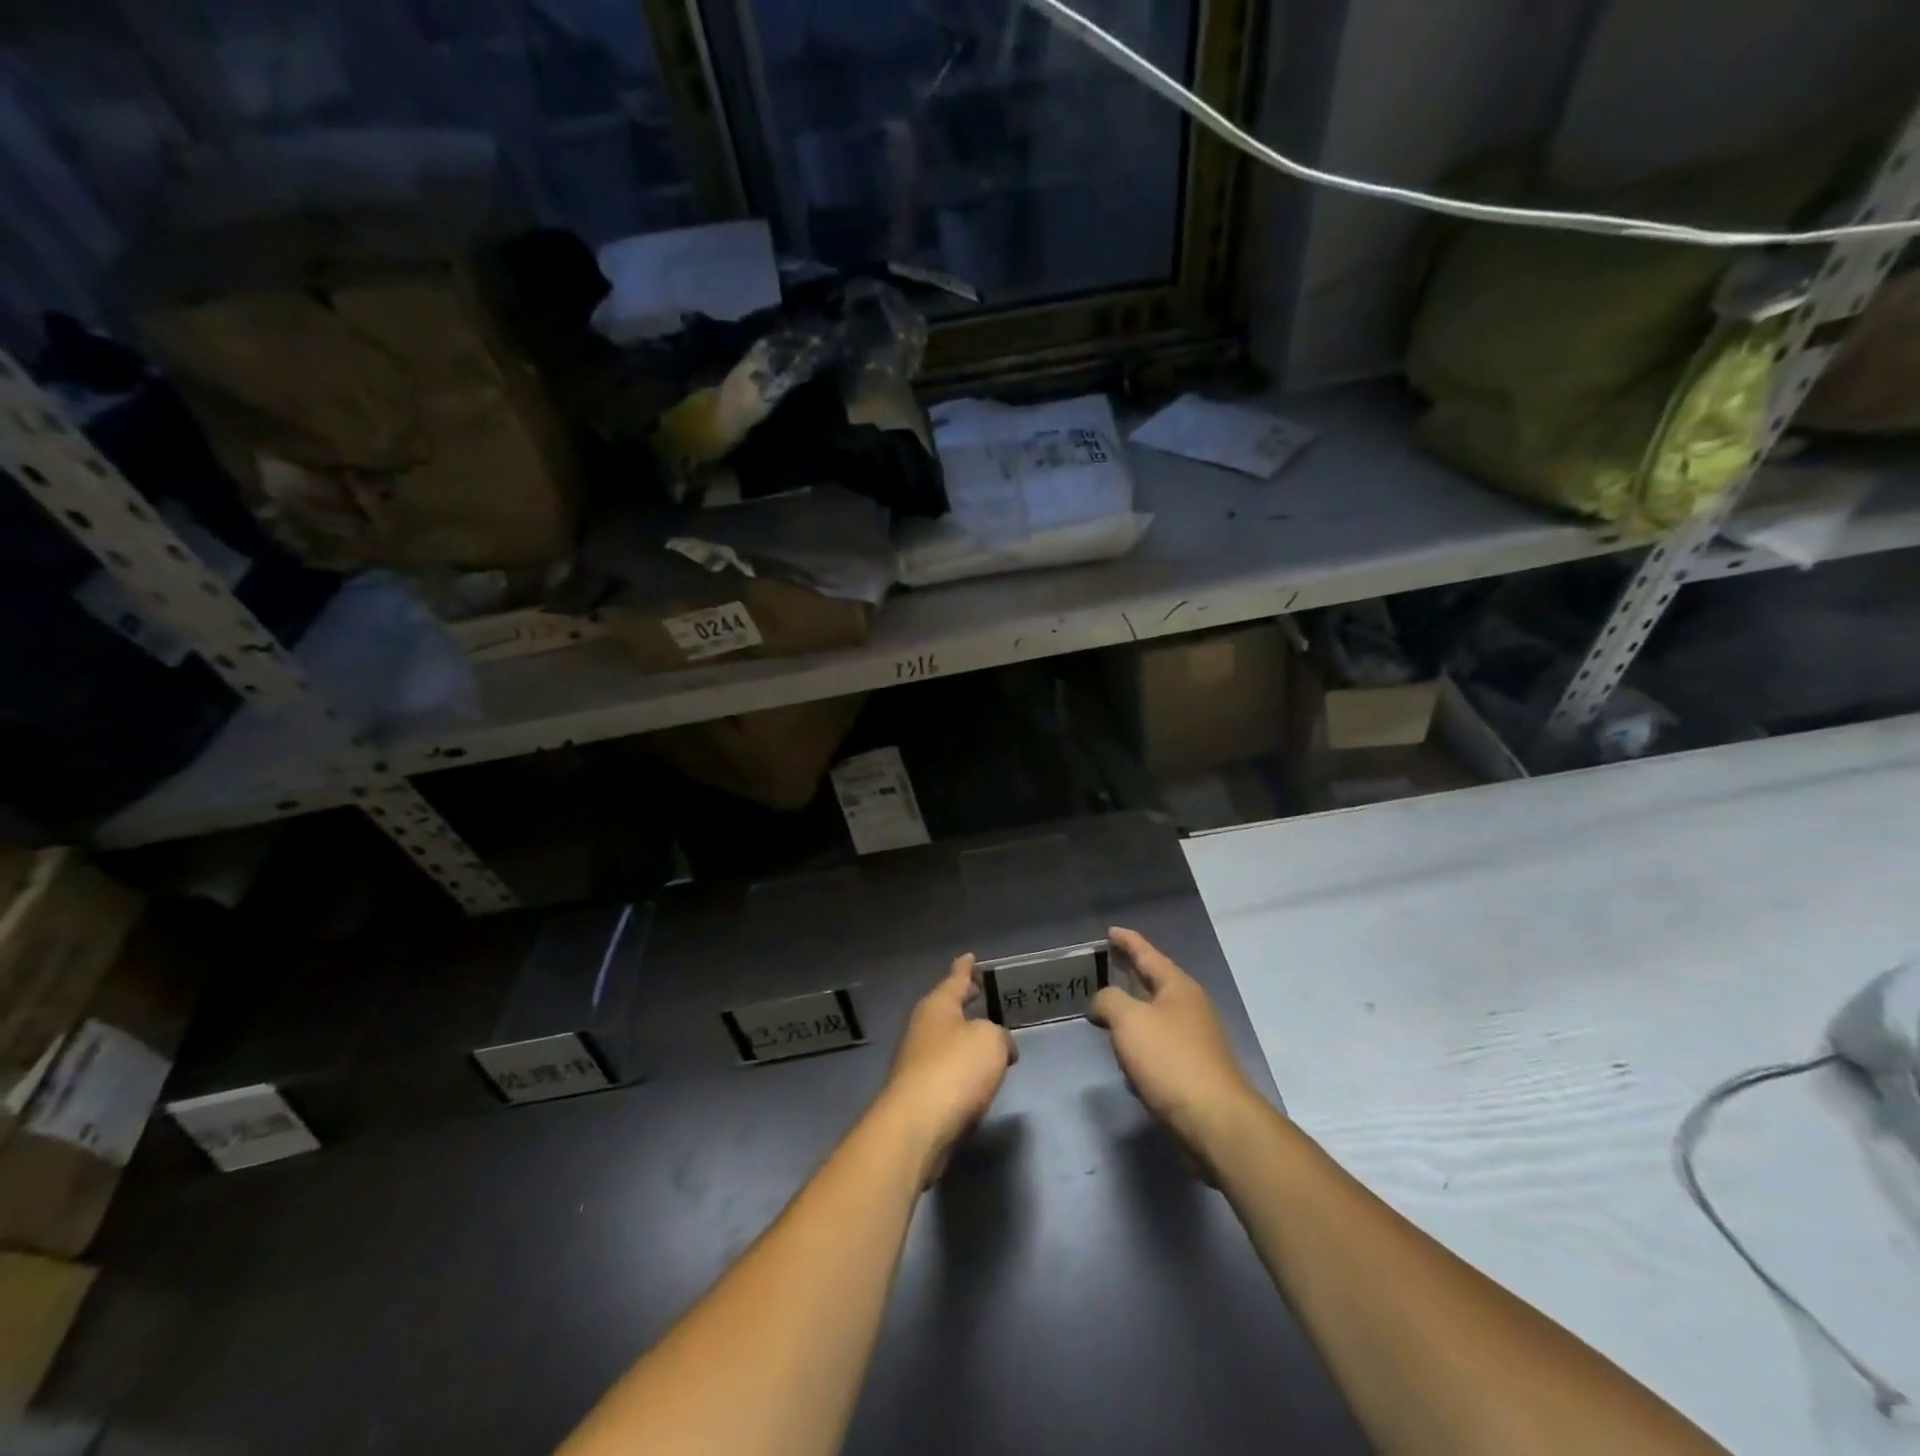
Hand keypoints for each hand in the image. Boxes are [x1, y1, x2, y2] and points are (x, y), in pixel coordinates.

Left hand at [877, 955, 1016, 1183]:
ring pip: (946, 1040)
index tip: (969, 956)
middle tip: (978, 992)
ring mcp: (917, 1061)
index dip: (965, 968)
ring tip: (985, 1037)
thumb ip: (999, 1036)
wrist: (919, 1125)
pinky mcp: (919, 1093)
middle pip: (946, 1008)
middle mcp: (923, 1028)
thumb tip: (1000, 1048)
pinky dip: (961, 1067)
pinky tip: (975, 1076)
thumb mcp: (991, 1041)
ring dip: (963, 1037)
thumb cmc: (956, 1069)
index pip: (955, 979)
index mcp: (938, 1006)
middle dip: (963, 1001)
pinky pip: (946, 1069)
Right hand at [1088, 928, 1261, 1166]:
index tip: (1110, 931)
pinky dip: (1140, 1047)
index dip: (1127, 941)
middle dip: (1129, 974)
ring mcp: (1194, 1041)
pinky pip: (1158, 1048)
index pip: (1148, 954)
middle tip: (1106, 964)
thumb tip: (1102, 1004)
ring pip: (1155, 1017)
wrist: (1214, 1121)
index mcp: (1178, 987)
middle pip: (1154, 982)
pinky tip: (1125, 1061)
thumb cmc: (1170, 1060)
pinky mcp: (1192, 1071)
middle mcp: (1190, 1008)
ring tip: (1107, 1012)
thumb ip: (1108, 1001)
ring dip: (1132, 1013)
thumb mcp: (1129, 1020)